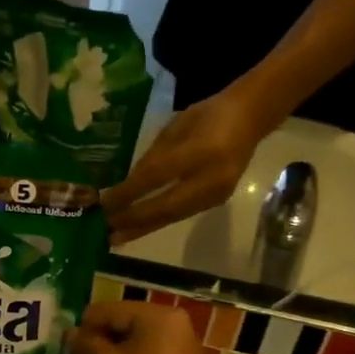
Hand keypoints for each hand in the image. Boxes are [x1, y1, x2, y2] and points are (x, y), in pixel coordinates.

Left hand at [100, 88, 270, 244]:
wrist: (250, 119)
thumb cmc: (207, 115)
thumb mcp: (176, 127)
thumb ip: (154, 155)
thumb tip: (129, 183)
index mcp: (200, 150)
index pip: (157, 176)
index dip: (129, 192)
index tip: (104, 203)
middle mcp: (210, 178)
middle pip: (166, 206)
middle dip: (133, 219)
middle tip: (106, 230)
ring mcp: (216, 193)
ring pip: (173, 217)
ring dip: (143, 228)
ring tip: (117, 238)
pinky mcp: (217, 202)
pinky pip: (182, 215)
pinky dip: (158, 222)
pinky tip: (139, 228)